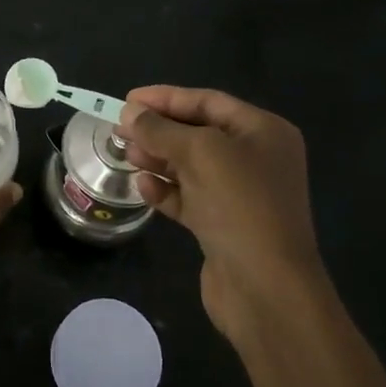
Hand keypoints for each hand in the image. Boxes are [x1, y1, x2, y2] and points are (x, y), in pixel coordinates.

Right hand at [117, 86, 327, 341]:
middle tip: (119, 129)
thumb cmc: (240, 205)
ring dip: (157, 159)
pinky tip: (142, 187)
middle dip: (159, 130)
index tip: (127, 100)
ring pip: (190, 166)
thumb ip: (161, 129)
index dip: (166, 98)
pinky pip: (189, 197)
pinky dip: (165, 190)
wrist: (266, 288)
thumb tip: (130, 112)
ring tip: (126, 155)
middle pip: (198, 133)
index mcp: (263, 131)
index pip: (208, 101)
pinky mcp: (223, 226)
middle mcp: (256, 158)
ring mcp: (241, 194)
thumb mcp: (200, 153)